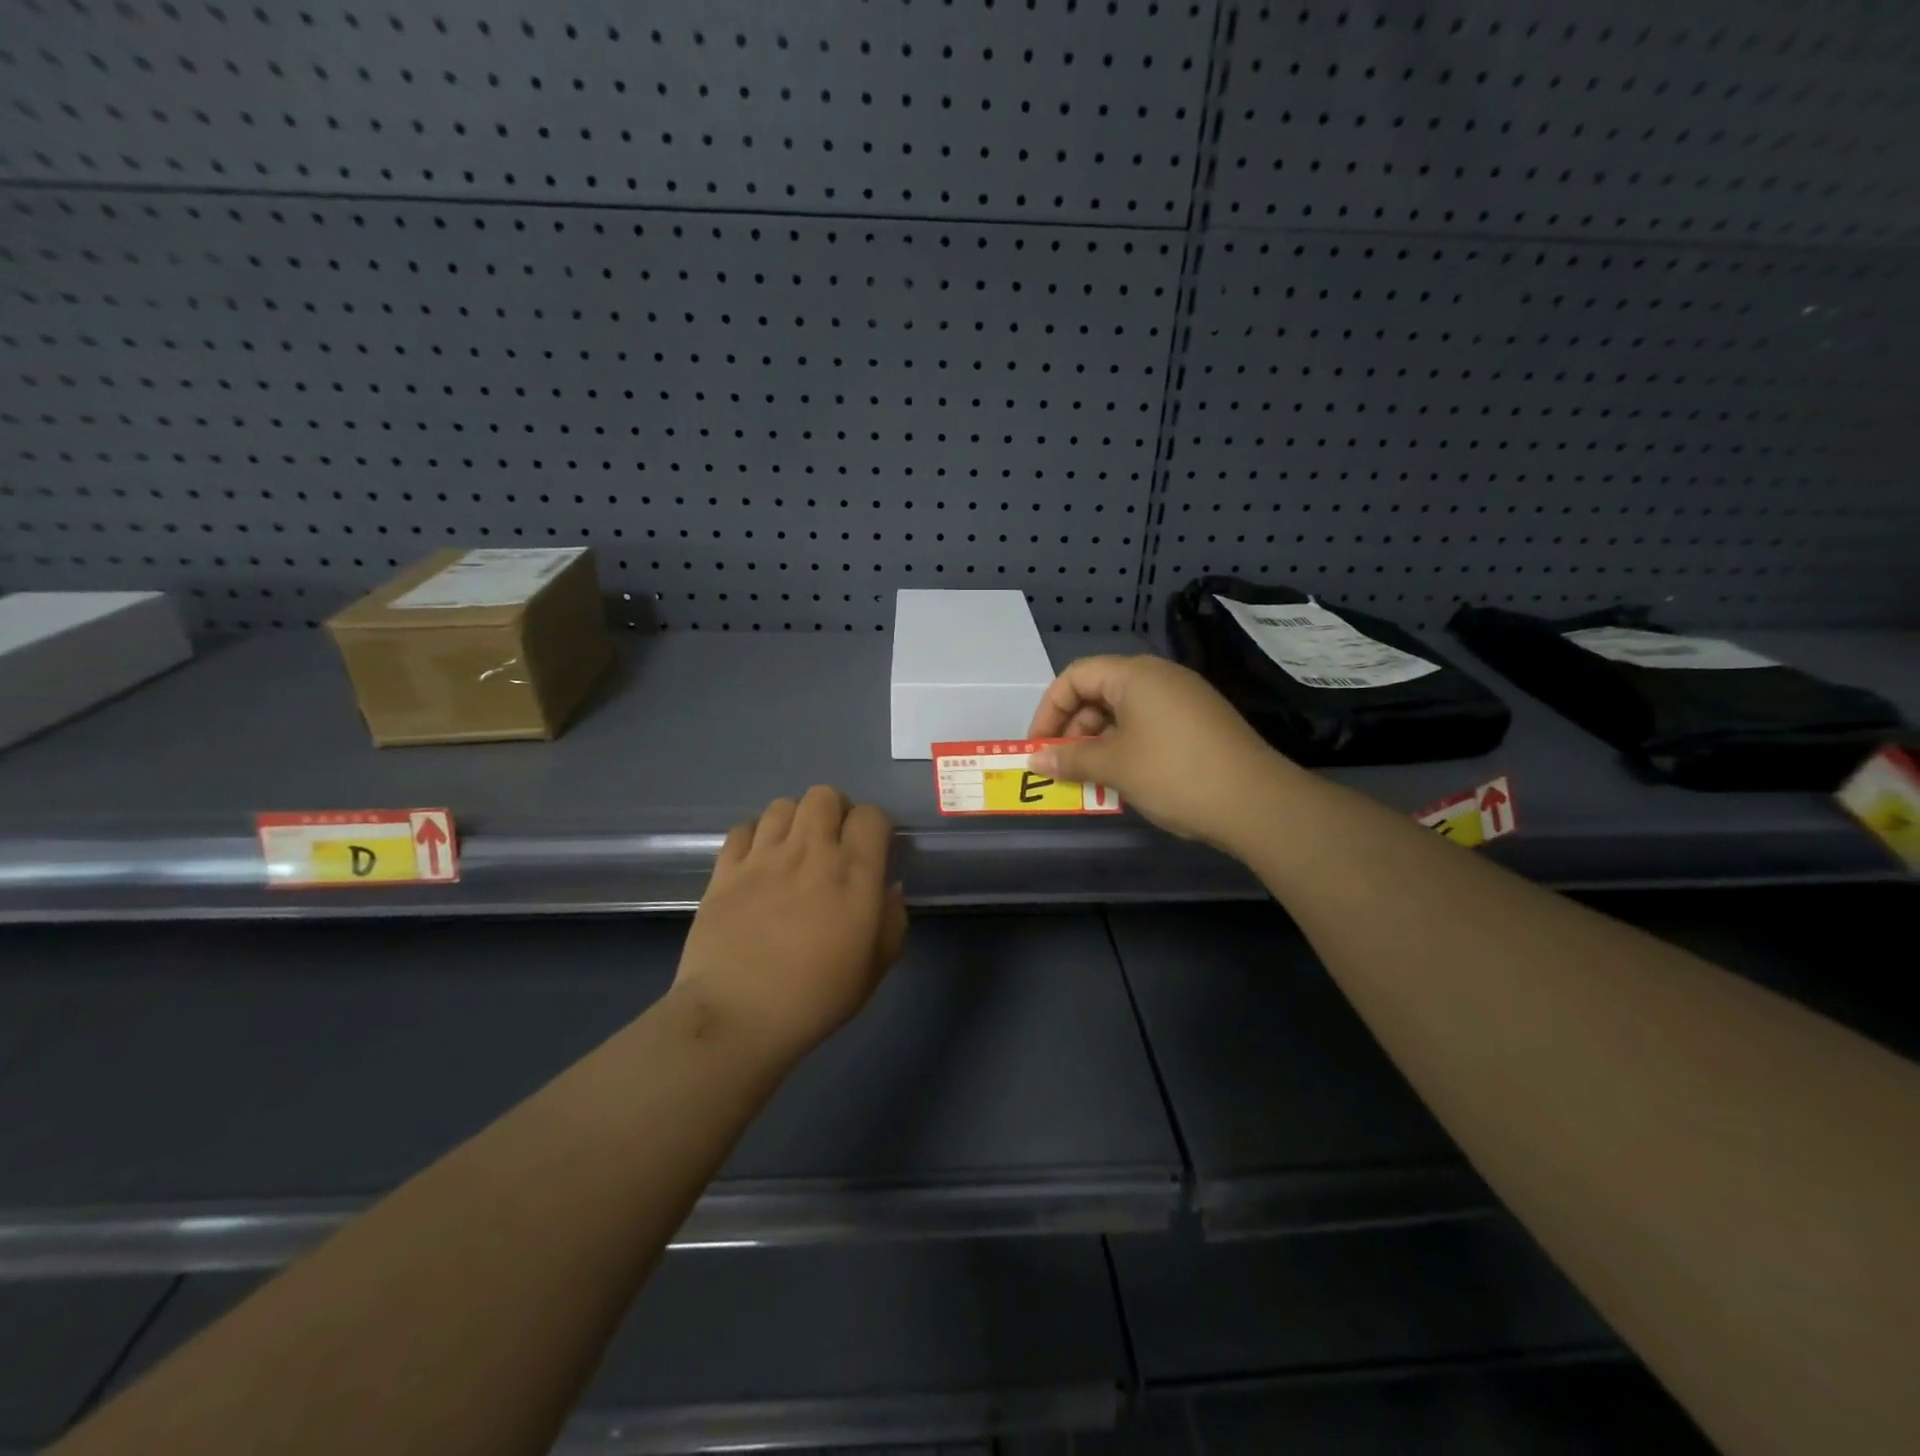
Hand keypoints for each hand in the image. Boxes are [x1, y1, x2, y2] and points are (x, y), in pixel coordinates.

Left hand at [674, 786, 907, 1062]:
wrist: (737, 1017)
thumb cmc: (816, 998)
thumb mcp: (874, 968)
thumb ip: (892, 921)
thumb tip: (889, 888)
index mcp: (854, 873)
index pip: (871, 815)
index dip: (875, 825)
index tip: (872, 848)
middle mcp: (810, 852)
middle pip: (824, 795)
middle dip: (834, 811)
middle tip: (832, 842)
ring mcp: (763, 857)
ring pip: (782, 805)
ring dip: (795, 820)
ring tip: (793, 849)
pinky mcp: (725, 869)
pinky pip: (742, 829)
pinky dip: (755, 836)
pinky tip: (757, 861)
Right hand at [1027, 655, 1295, 851]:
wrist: (1255, 802)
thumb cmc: (1173, 773)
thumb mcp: (1114, 766)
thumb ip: (1070, 759)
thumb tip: (1035, 760)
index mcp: (1135, 675)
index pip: (1075, 676)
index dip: (1049, 709)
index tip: (1039, 746)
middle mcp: (1159, 677)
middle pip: (1099, 691)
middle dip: (1073, 728)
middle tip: (1063, 765)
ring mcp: (1183, 698)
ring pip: (1124, 711)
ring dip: (1098, 741)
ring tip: (1090, 778)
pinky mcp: (1199, 722)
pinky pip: (1148, 724)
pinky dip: (1126, 745)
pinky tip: (1123, 778)